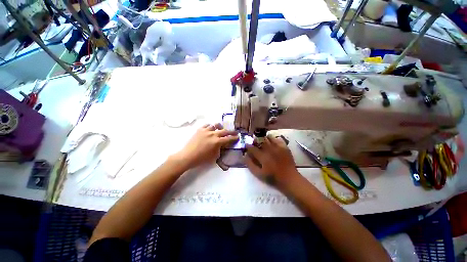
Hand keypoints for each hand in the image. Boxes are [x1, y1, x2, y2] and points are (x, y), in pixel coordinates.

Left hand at [173, 123, 238, 169]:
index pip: (228, 138)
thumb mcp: (214, 156)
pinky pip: (207, 125)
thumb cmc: (201, 159)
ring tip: (221, 129)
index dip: (234, 137)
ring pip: (215, 125)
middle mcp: (213, 134)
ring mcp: (206, 131)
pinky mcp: (200, 129)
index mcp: (217, 142)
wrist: (187, 156)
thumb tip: (222, 145)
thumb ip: (220, 149)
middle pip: (224, 131)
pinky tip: (210, 129)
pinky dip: (210, 126)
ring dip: (220, 127)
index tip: (238, 136)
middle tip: (234, 132)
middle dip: (231, 131)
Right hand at [245, 135, 299, 188]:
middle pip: (260, 141)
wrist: (289, 178)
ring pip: (269, 138)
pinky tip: (272, 142)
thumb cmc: (272, 177)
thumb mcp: (258, 174)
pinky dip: (274, 139)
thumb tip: (244, 156)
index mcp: (262, 156)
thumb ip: (250, 164)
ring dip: (264, 138)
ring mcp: (278, 147)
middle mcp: (270, 149)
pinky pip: (278, 139)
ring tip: (262, 140)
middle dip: (255, 140)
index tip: (247, 145)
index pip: (252, 148)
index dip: (248, 146)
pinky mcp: (284, 147)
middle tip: (254, 142)